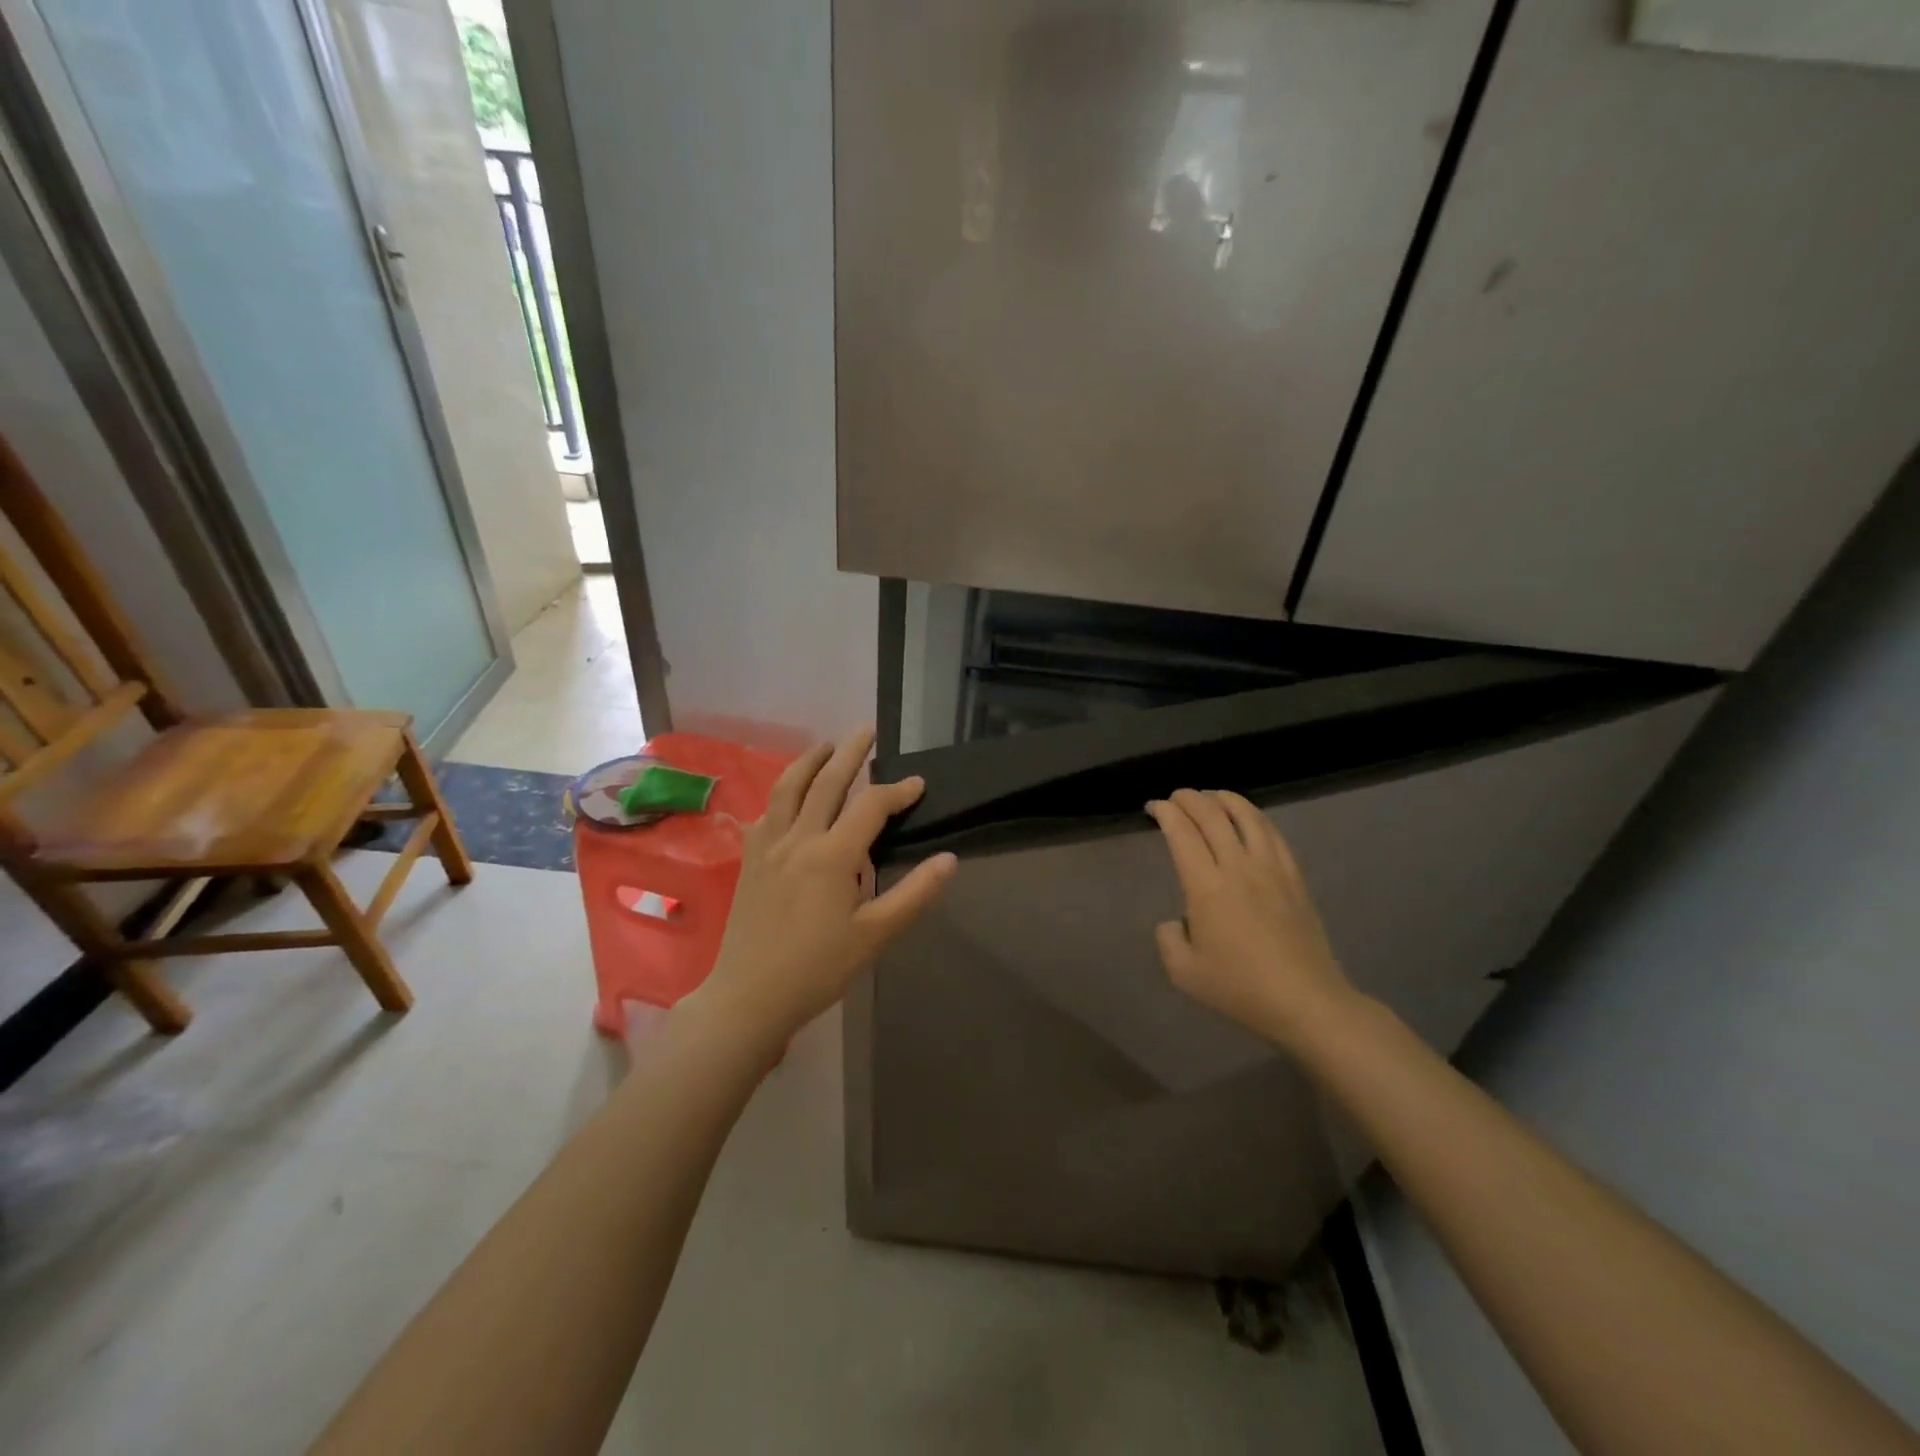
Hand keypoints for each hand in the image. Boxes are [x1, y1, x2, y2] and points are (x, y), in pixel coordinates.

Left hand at [694, 728, 956, 1048]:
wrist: (749, 996)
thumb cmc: (818, 969)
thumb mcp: (875, 936)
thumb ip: (914, 894)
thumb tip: (949, 860)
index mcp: (832, 855)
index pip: (870, 807)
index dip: (897, 791)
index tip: (918, 783)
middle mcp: (798, 839)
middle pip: (827, 781)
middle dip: (851, 753)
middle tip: (867, 730)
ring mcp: (768, 846)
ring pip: (788, 788)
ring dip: (809, 761)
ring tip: (826, 746)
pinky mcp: (750, 860)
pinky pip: (765, 813)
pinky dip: (781, 794)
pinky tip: (787, 798)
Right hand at [1148, 789, 1358, 1051]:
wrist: (1305, 1001)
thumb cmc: (1239, 988)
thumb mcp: (1183, 972)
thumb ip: (1168, 938)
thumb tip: (1176, 921)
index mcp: (1206, 886)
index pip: (1181, 832)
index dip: (1165, 812)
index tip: (1153, 807)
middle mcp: (1237, 866)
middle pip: (1212, 815)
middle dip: (1189, 798)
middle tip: (1175, 797)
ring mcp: (1270, 868)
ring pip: (1246, 816)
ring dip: (1223, 798)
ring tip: (1210, 796)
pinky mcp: (1294, 877)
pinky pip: (1272, 833)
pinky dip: (1254, 816)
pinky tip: (1248, 818)